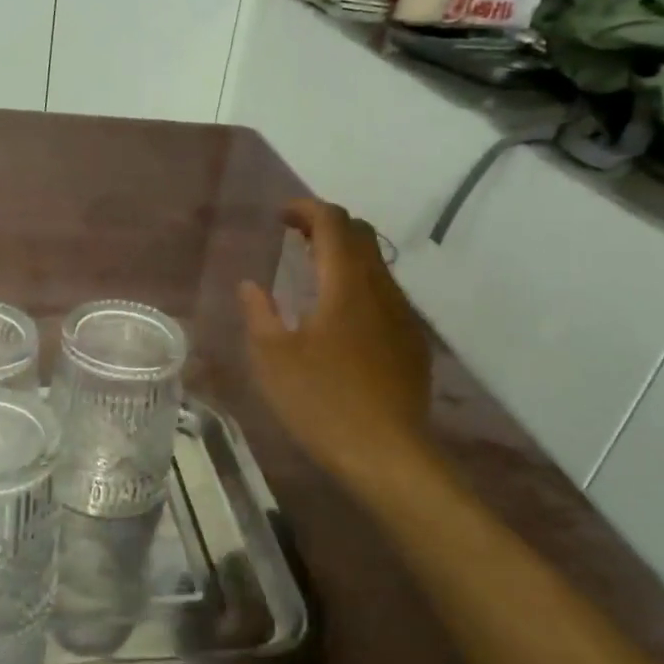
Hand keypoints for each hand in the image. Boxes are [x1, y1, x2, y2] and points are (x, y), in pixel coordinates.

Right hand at [238, 199, 432, 484]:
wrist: (387, 453)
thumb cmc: (322, 402)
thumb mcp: (273, 359)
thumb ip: (259, 313)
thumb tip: (252, 285)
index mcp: (346, 285)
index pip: (333, 223)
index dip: (306, 209)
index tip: (281, 217)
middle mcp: (381, 289)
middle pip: (361, 235)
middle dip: (326, 226)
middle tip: (294, 239)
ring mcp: (402, 315)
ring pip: (376, 265)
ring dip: (344, 256)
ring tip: (312, 274)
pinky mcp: (412, 341)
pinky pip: (385, 294)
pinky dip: (359, 285)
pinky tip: (339, 317)